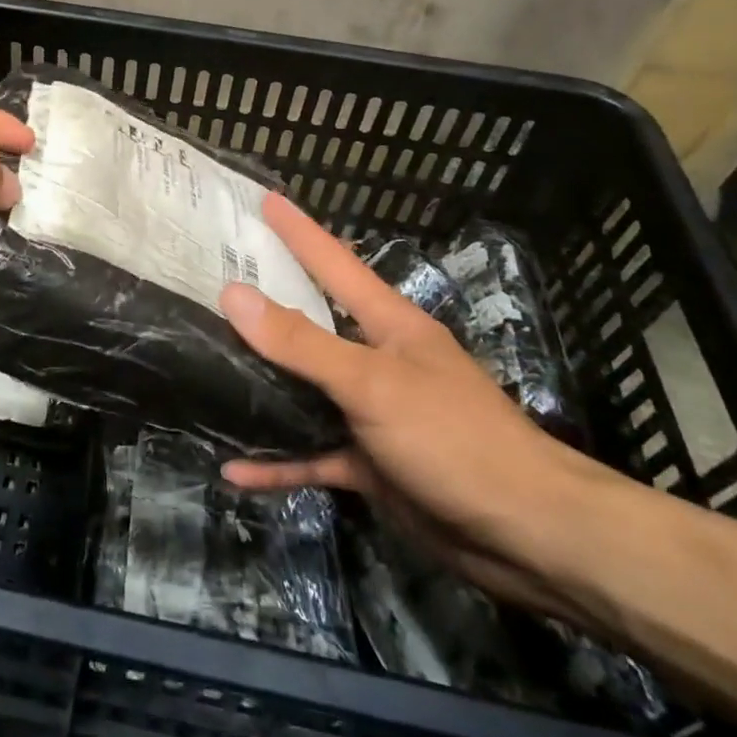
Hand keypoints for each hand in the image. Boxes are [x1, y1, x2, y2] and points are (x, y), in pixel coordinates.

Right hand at [220, 193, 628, 620]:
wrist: (527, 537)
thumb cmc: (454, 437)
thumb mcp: (372, 383)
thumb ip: (301, 342)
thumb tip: (233, 294)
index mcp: (388, 325)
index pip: (334, 262)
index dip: (299, 230)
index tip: (264, 199)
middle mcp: (376, 360)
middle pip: (311, 323)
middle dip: (267, 302)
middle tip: (214, 280)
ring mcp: (372, 413)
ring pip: (305, 390)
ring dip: (262, 384)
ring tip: (208, 365)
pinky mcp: (370, 463)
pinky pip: (312, 455)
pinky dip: (278, 462)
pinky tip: (235, 468)